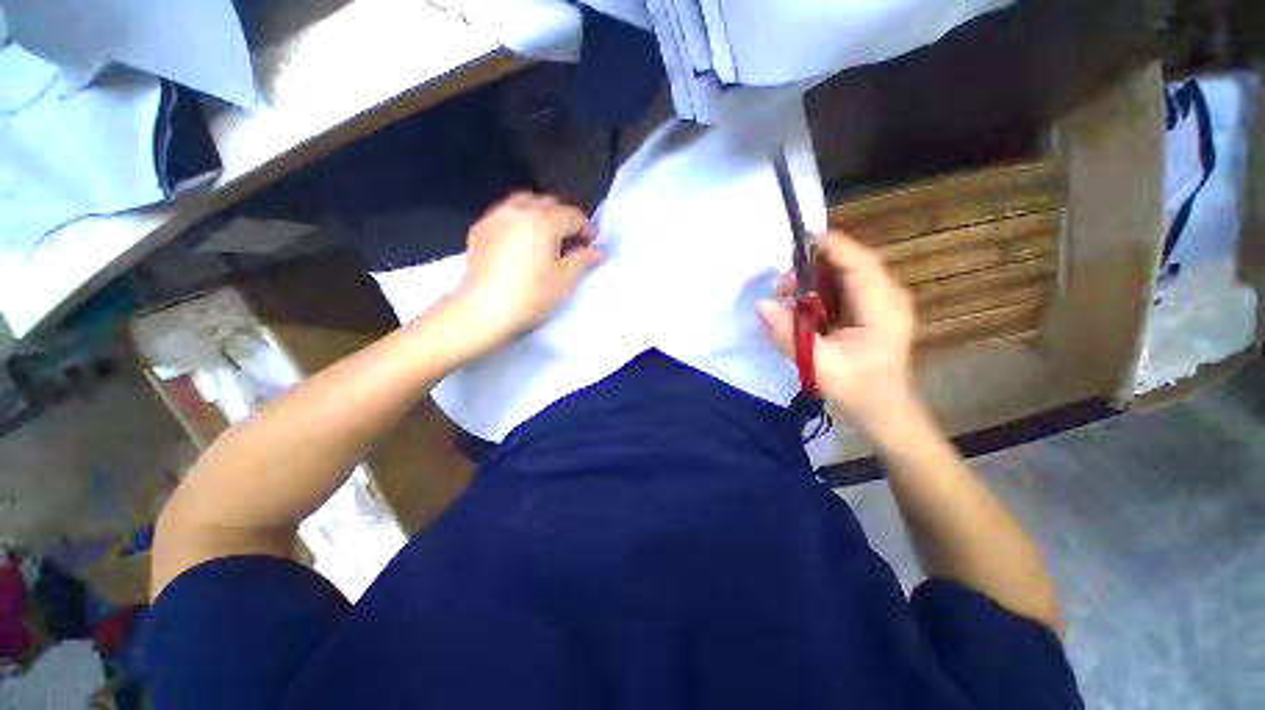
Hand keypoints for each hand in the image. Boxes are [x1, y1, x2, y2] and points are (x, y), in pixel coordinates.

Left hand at [454, 192, 602, 350]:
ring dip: (540, 214)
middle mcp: (518, 210)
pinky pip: (505, 215)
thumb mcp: (565, 279)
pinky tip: (520, 241)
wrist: (485, 309)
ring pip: (524, 203)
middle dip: (564, 218)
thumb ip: (584, 259)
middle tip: (572, 240)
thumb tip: (597, 252)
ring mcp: (495, 217)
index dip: (587, 228)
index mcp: (543, 220)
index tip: (593, 244)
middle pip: (548, 203)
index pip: (573, 215)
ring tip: (546, 236)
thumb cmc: (532, 294)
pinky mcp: (479, 229)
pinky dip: (519, 221)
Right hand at [756, 231, 918, 435]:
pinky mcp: (870, 309)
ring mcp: (880, 302)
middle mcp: (887, 297)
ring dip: (814, 278)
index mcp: (883, 309)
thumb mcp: (819, 367)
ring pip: (846, 273)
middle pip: (852, 263)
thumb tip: (762, 305)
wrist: (884, 411)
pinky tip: (802, 304)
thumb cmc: (858, 391)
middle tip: (783, 285)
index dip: (830, 247)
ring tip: (788, 295)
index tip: (796, 243)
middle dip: (814, 266)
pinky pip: (843, 287)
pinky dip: (819, 289)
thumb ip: (789, 335)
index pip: (859, 263)